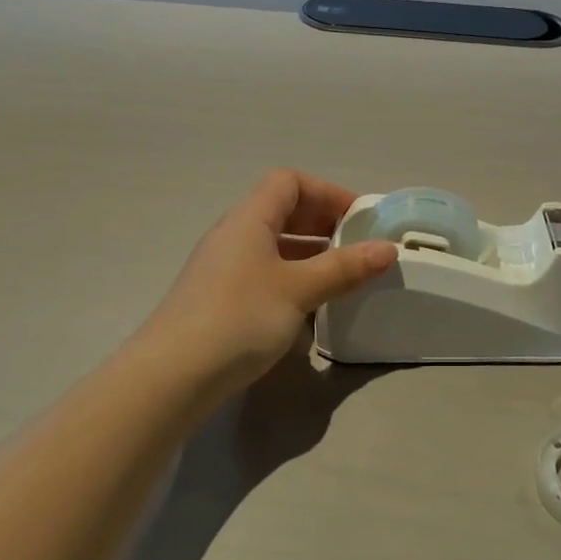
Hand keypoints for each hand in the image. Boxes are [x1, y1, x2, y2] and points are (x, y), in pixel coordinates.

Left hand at [144, 171, 398, 390]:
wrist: (172, 377)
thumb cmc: (239, 317)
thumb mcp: (299, 290)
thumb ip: (344, 268)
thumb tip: (388, 249)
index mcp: (249, 219)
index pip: (290, 182)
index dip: (328, 192)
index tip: (360, 218)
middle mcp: (234, 236)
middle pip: (282, 211)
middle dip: (324, 223)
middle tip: (358, 247)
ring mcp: (224, 269)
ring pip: (275, 247)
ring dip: (311, 255)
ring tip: (343, 277)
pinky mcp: (221, 300)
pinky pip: (265, 275)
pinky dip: (293, 280)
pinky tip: (311, 309)